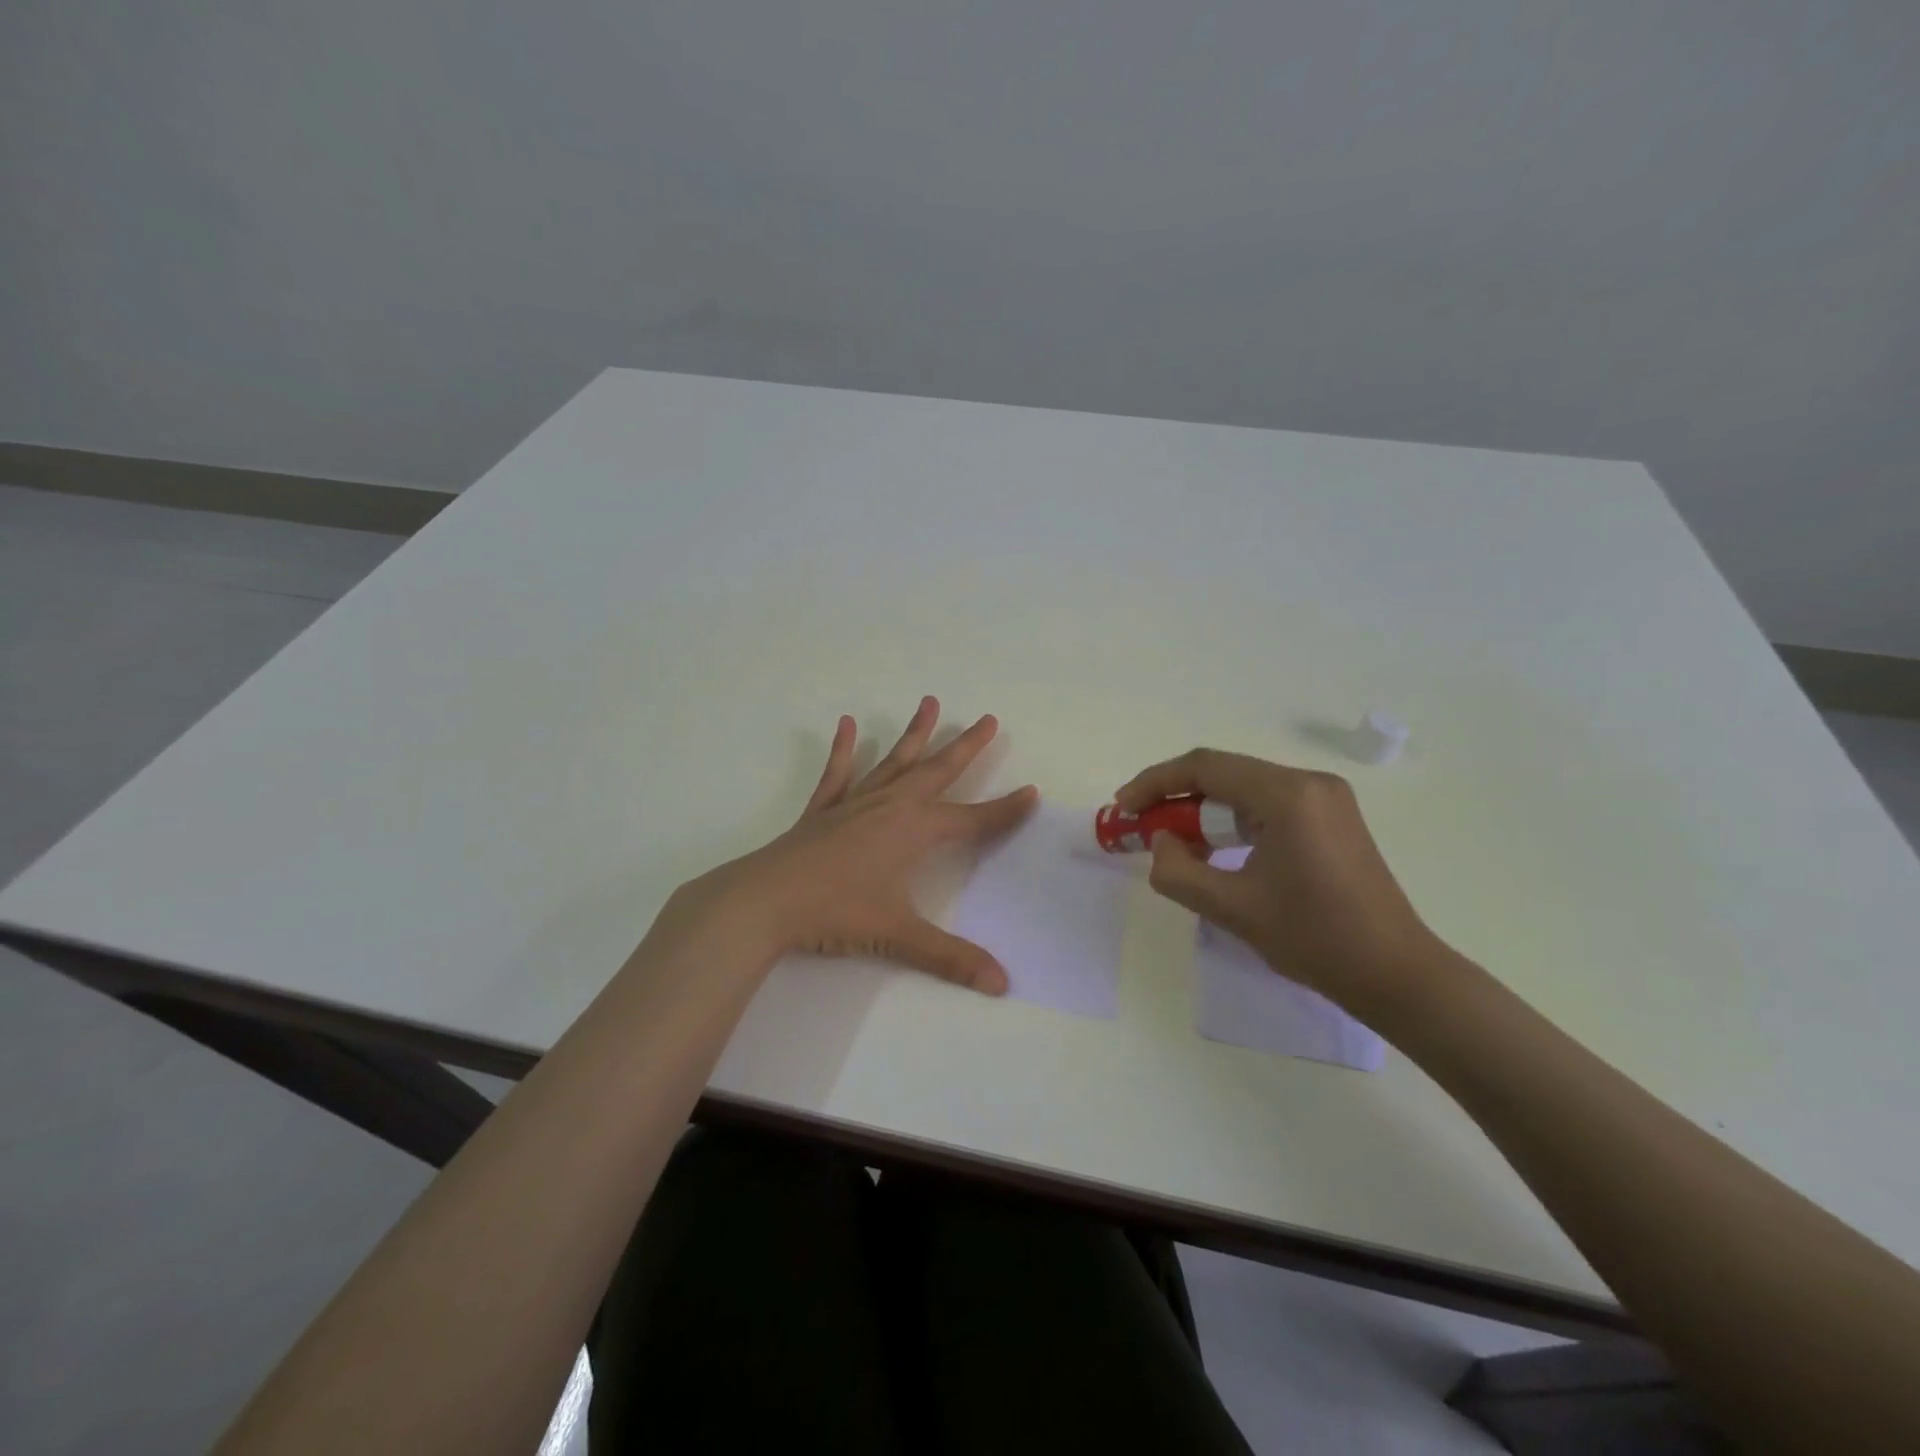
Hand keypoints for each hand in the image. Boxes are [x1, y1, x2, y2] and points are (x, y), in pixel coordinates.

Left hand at [665, 697, 1037, 992]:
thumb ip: (950, 958)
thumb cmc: (835, 913)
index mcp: (913, 830)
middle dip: (966, 746)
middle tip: (988, 719)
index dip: (1004, 810)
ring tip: (929, 702)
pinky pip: (838, 773)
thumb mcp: (897, 935)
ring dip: (914, 734)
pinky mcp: (822, 810)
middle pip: (937, 771)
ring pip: (893, 761)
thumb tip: (1002, 983)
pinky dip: (844, 749)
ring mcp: (854, 803)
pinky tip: (847, 725)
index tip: (1031, 792)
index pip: (971, 819)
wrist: (765, 902)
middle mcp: (889, 806)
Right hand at [1114, 749, 1449, 1014]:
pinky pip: (1266, 805)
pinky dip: (1232, 822)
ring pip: (1243, 790)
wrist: (1396, 974)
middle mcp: (1309, 782)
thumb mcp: (1232, 908)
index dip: (1155, 783)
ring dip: (1203, 811)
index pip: (1205, 768)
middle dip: (1176, 798)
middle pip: (1224, 774)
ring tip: (1172, 843)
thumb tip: (1161, 841)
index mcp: (1288, 795)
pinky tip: (1214, 850)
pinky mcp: (1331, 818)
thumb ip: (1178, 870)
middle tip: (1141, 828)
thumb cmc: (1315, 939)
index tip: (1123, 808)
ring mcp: (1325, 799)